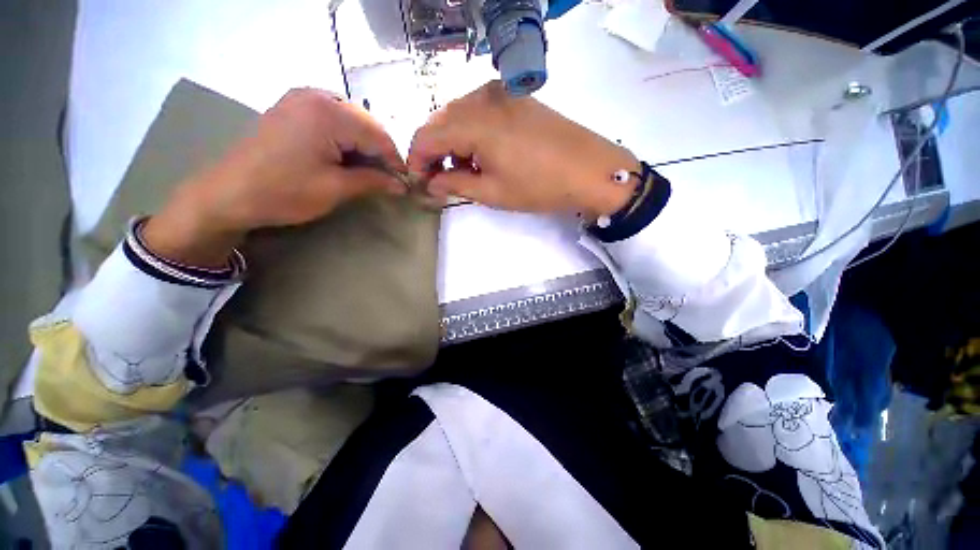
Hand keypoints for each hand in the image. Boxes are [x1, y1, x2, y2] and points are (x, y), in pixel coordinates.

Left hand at [143, 88, 404, 266]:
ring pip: (350, 119)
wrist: (228, 193)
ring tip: (367, 170)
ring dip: (363, 144)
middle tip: (386, 178)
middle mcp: (316, 95)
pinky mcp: (292, 106)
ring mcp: (301, 98)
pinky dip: (345, 137)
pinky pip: (332, 117)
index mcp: (328, 113)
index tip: (403, 182)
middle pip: (365, 123)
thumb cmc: (284, 192)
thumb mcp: (336, 189)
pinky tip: (345, 156)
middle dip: (379, 151)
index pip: (378, 134)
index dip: (394, 160)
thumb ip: (373, 181)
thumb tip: (401, 185)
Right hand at [408, 81, 635, 216]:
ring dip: (451, 140)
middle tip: (438, 178)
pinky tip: (480, 152)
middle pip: (440, 121)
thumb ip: (456, 183)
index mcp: (474, 122)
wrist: (589, 170)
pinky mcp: (515, 97)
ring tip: (461, 169)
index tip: (419, 181)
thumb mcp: (493, 192)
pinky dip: (470, 131)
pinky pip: (479, 110)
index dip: (417, 159)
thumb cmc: (539, 186)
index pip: (427, 136)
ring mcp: (501, 93)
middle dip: (433, 150)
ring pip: (458, 114)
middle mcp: (482, 98)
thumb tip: (431, 183)